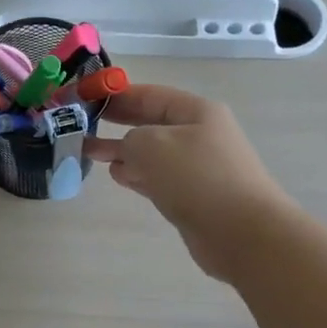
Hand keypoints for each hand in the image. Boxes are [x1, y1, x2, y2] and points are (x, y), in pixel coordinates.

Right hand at [84, 85, 290, 280]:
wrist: (242, 233)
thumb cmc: (197, 178)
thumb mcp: (151, 145)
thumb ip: (129, 139)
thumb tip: (126, 151)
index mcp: (196, 112)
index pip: (150, 95)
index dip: (117, 95)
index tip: (87, 98)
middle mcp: (199, 135)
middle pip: (151, 123)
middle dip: (118, 123)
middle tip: (84, 124)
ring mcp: (198, 167)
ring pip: (152, 152)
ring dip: (123, 151)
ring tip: (91, 152)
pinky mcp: (193, 196)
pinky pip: (158, 177)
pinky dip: (136, 174)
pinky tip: (116, 175)